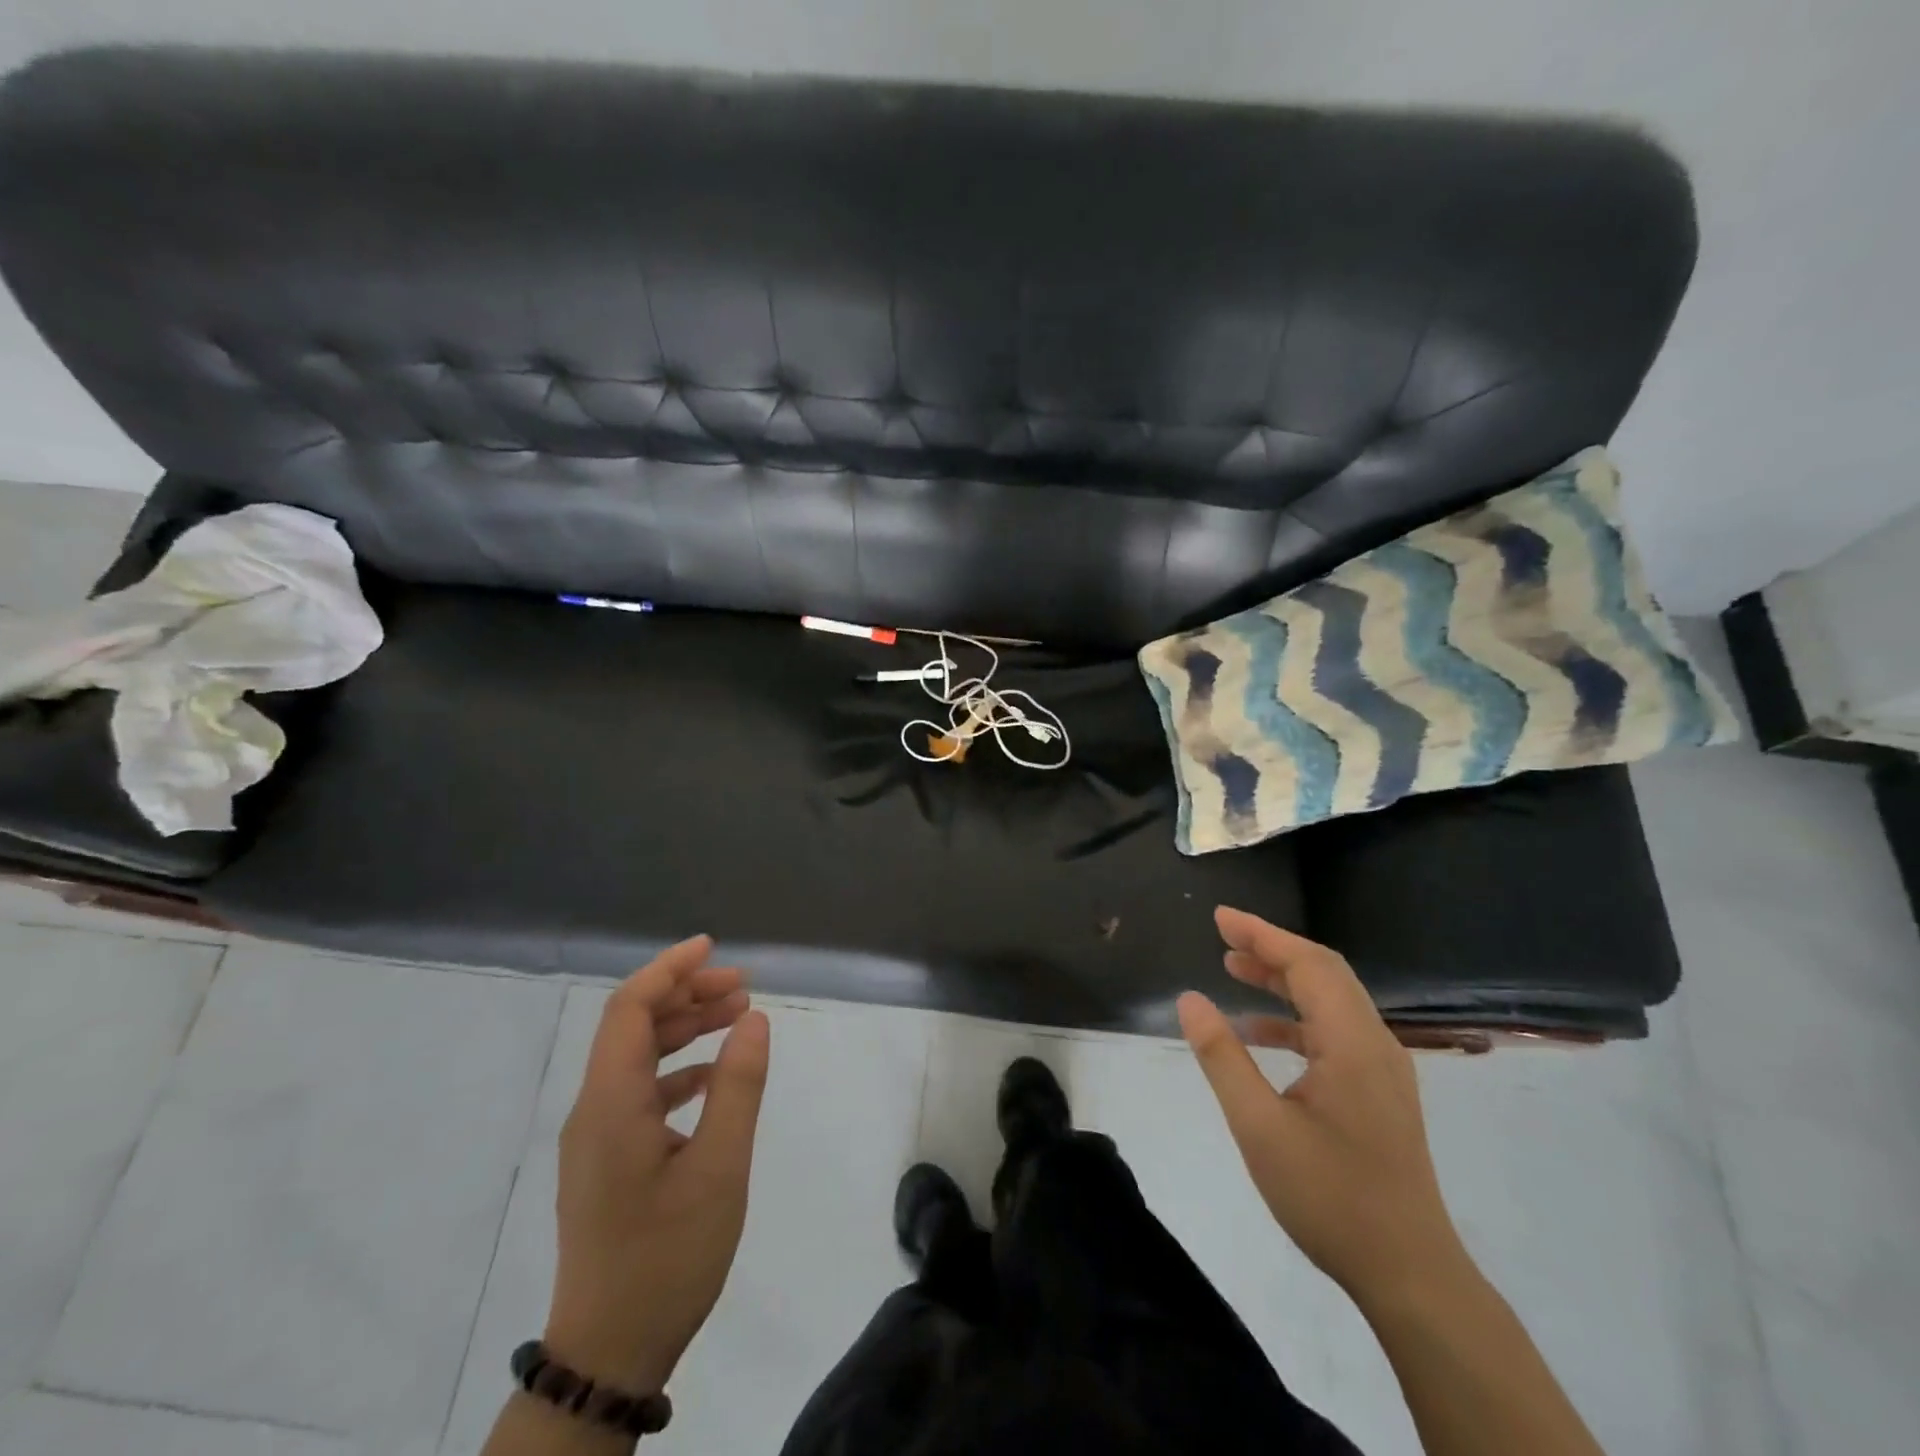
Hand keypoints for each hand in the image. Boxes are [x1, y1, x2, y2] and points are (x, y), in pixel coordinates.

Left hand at [544, 935, 770, 1394]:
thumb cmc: (667, 1256)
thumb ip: (738, 1086)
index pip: (629, 1008)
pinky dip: (677, 1069)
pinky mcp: (606, 1160)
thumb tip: (755, 1020)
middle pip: (633, 1026)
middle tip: (743, 987)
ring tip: (738, 1017)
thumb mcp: (719, 1168)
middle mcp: (593, 1109)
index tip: (713, 947)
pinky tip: (714, 1076)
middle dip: (686, 995)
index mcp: (610, 1103)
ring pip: (636, 1057)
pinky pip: (638, 1091)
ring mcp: (596, 1137)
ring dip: (684, 1029)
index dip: (669, 969)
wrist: (609, 1355)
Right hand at [1177, 907, 1466, 1306]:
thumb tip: (1190, 999)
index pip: (1308, 965)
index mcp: (1352, 1044)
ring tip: (1234, 969)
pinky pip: (1335, 1032)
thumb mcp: (1259, 1126)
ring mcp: (1382, 1069)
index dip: (1262, 935)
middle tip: (1223, 935)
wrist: (1411, 1276)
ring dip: (1284, 981)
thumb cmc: (1330, 1197)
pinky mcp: (1380, 1093)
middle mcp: (1375, 1044)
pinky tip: (1258, 1033)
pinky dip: (1296, 1019)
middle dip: (1272, 948)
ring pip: (1331, 1001)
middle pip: (1324, 973)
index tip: (1219, 917)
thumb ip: (1222, 1057)